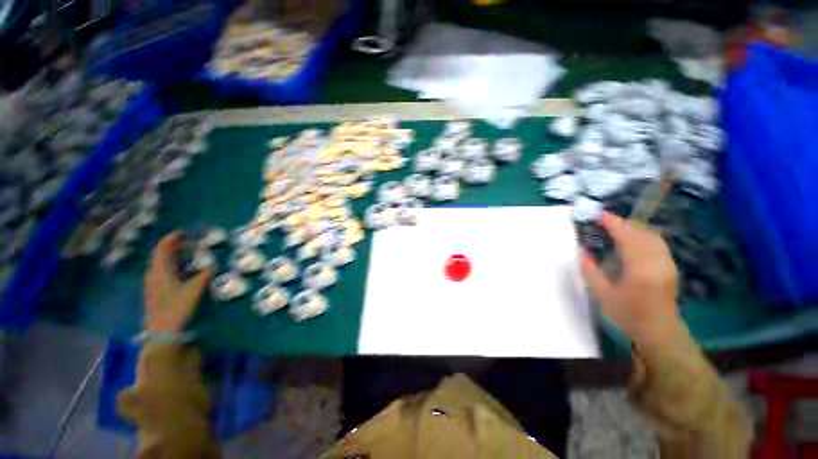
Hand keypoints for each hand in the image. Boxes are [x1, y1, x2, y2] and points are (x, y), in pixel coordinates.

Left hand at [143, 232, 212, 333]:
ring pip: (163, 264)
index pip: (163, 247)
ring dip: (176, 257)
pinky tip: (186, 272)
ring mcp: (153, 284)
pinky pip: (165, 273)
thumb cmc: (177, 308)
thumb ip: (205, 275)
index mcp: (160, 270)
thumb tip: (214, 263)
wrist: (162, 333)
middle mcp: (153, 274)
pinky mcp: (156, 292)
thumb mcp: (194, 290)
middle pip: (162, 254)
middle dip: (176, 246)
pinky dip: (175, 267)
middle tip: (192, 242)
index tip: (187, 232)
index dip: (174, 237)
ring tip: (191, 255)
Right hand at [581, 213, 681, 346]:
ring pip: (651, 234)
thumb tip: (582, 250)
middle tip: (601, 222)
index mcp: (640, 267)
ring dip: (632, 227)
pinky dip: (641, 235)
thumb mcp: (602, 294)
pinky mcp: (670, 265)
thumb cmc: (628, 314)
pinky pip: (656, 242)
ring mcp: (667, 262)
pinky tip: (630, 240)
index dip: (612, 222)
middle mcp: (657, 260)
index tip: (597, 215)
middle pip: (641, 231)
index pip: (627, 236)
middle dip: (621, 223)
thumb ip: (590, 270)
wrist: (659, 332)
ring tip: (613, 228)